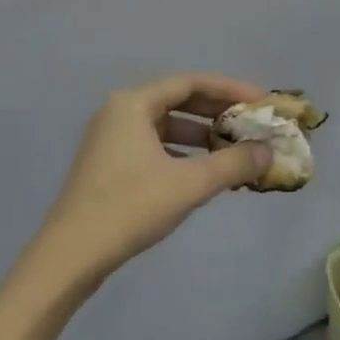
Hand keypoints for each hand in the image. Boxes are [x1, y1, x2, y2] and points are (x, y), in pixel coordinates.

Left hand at [35, 73, 271, 286]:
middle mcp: (120, 112)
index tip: (261, 101)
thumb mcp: (189, 184)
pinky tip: (204, 174)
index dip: (229, 89)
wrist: (70, 256)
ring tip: (234, 152)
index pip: (191, 82)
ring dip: (201, 136)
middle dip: (217, 113)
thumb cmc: (130, 207)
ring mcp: (111, 139)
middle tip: (252, 125)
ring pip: (166, 126)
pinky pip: (155, 146)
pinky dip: (182, 154)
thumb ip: (233, 164)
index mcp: (134, 103)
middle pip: (178, 101)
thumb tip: (269, 152)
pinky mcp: (108, 165)